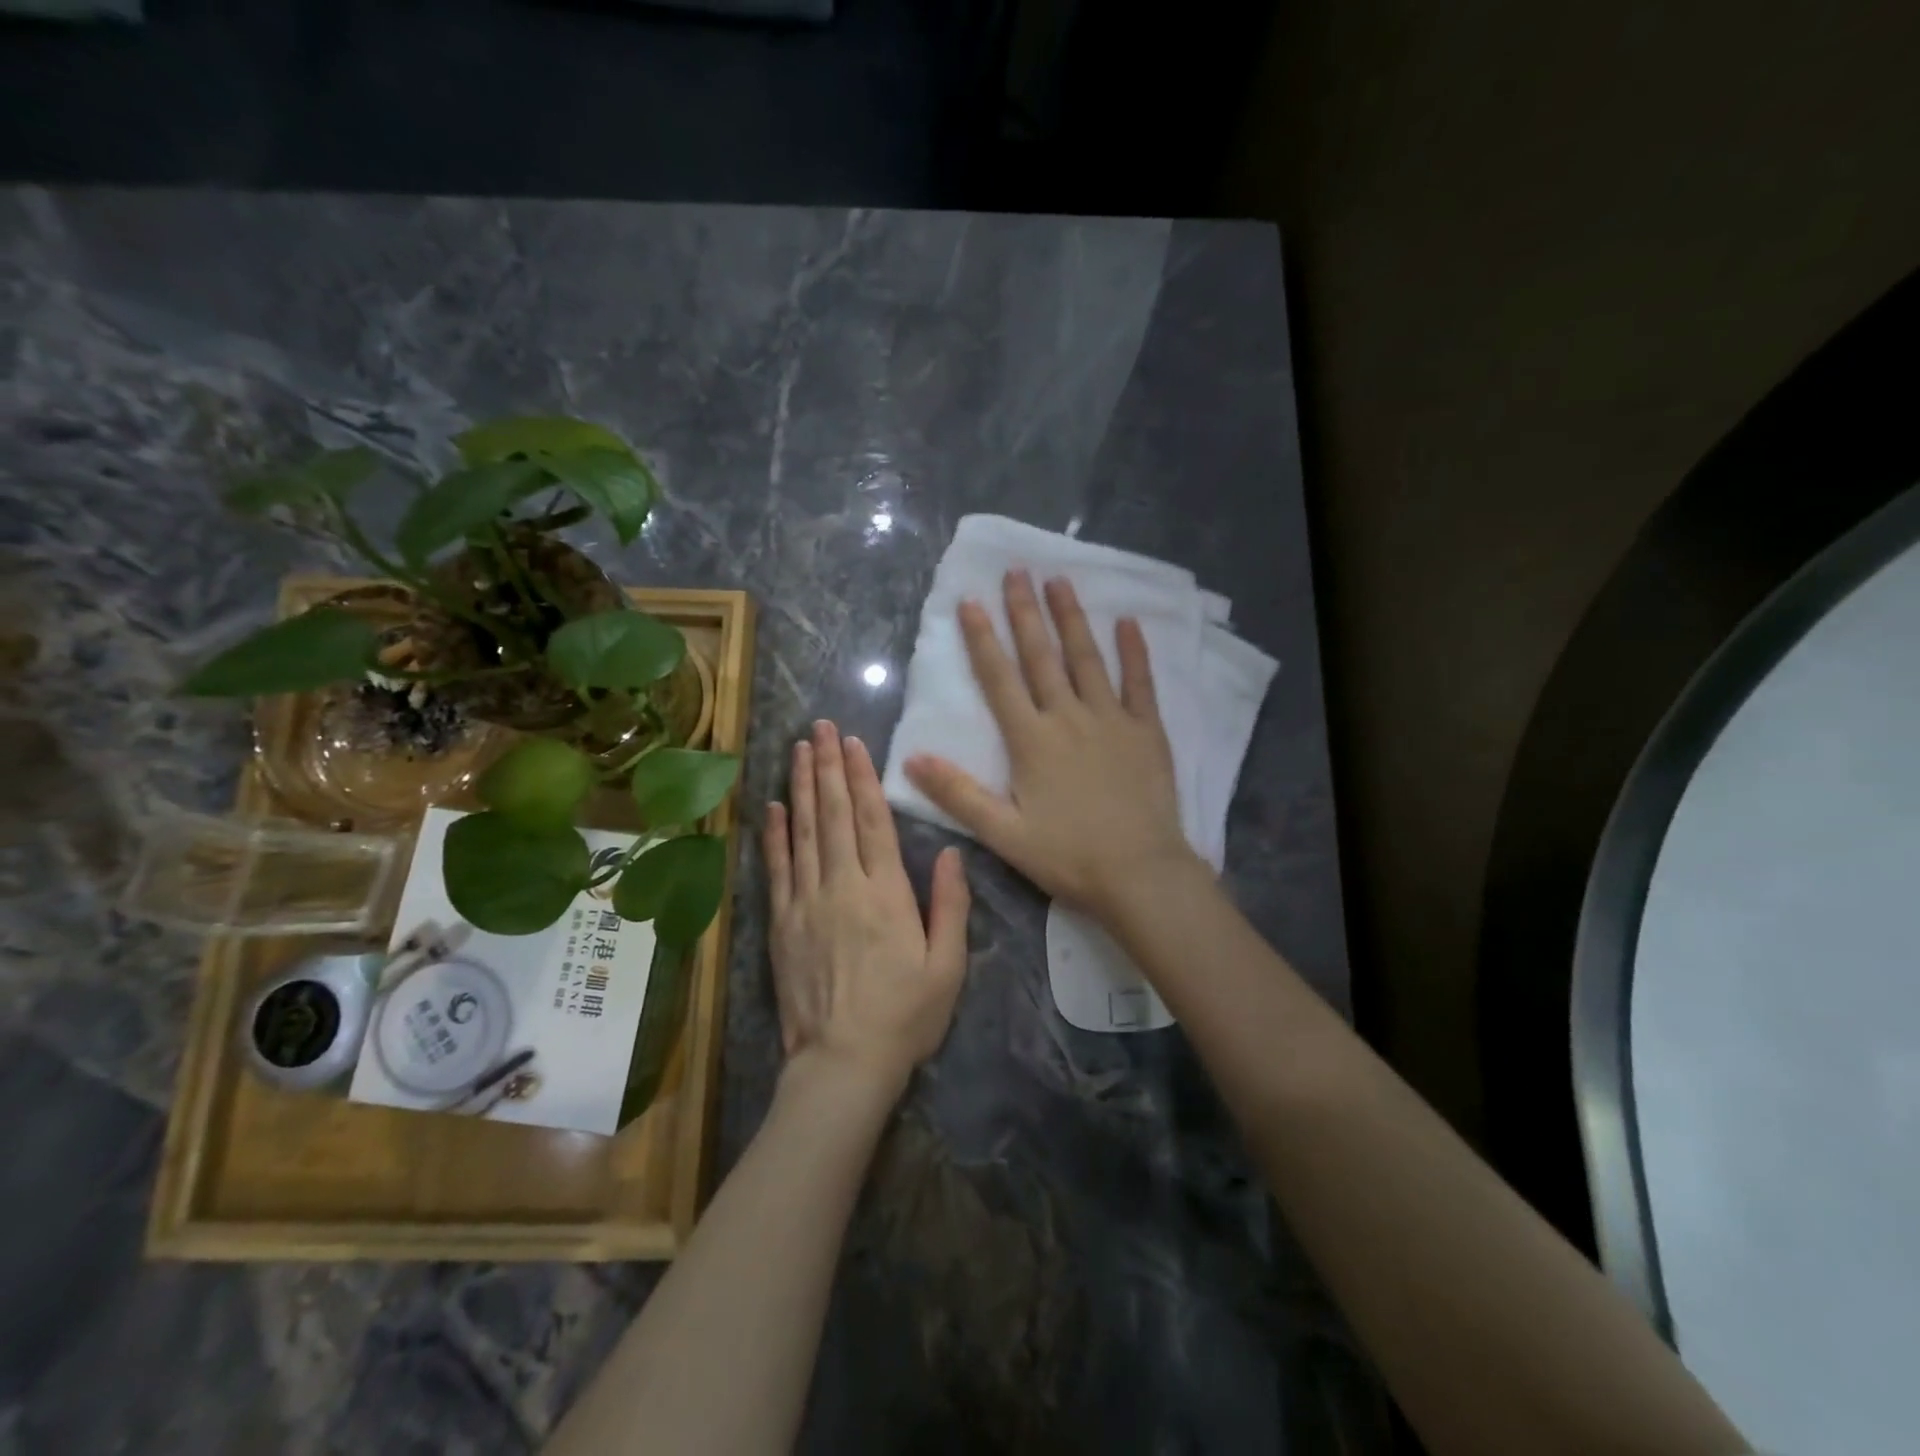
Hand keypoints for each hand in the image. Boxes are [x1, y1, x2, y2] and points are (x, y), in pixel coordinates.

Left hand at [765, 720, 970, 1097]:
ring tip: (799, 749)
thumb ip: (950, 905)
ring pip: (804, 832)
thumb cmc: (905, 1017)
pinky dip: (775, 835)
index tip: (855, 744)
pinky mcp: (781, 924)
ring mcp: (806, 903)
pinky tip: (774, 807)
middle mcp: (843, 886)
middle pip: (835, 815)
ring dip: (802, 787)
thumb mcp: (947, 966)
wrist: (842, 1063)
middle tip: (822, 727)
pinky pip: (777, 869)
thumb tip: (949, 852)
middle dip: (829, 766)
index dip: (864, 778)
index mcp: (886, 893)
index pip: (873, 821)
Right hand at [904, 570, 1201, 919]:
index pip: (1000, 680)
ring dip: (1071, 619)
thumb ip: (958, 794)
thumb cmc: (1068, 856)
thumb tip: (911, 759)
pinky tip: (1127, 622)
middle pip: (1042, 657)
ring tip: (1060, 581)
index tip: (970, 601)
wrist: (1140, 874)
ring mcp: (1111, 720)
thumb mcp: (1003, 833)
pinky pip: (1140, 683)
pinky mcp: (1146, 731)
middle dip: (1025, 613)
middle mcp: (1069, 718)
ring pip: (1087, 659)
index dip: (983, 639)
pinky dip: (1134, 652)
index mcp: (1031, 741)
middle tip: (1016, 572)